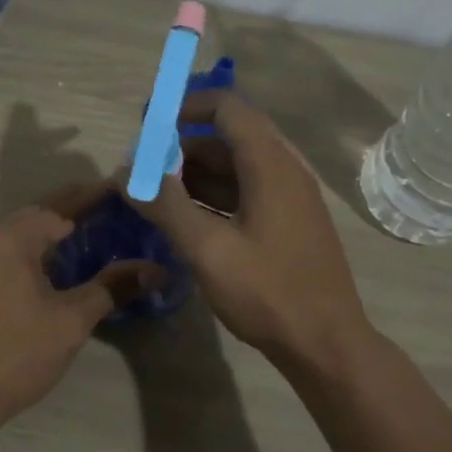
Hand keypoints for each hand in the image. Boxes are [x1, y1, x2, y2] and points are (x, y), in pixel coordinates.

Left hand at [0, 186, 153, 430]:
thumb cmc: (17, 354)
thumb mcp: (71, 320)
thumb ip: (112, 287)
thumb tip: (156, 269)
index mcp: (8, 237)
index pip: (59, 207)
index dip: (93, 198)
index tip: (121, 191)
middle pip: (36, 216)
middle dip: (72, 214)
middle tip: (110, 214)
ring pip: (16, 235)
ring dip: (49, 234)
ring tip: (88, 236)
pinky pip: (1, 252)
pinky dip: (29, 252)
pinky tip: (52, 266)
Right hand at [129, 91, 370, 368]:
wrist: (326, 343)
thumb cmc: (267, 292)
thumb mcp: (207, 250)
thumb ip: (165, 206)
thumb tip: (125, 174)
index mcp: (270, 164)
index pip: (227, 108)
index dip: (185, 107)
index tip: (149, 126)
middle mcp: (285, 170)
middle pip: (230, 137)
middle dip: (184, 145)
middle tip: (145, 167)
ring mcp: (291, 197)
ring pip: (238, 167)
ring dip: (197, 173)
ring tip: (156, 193)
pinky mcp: (290, 222)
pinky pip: (248, 191)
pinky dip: (215, 195)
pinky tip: (187, 218)